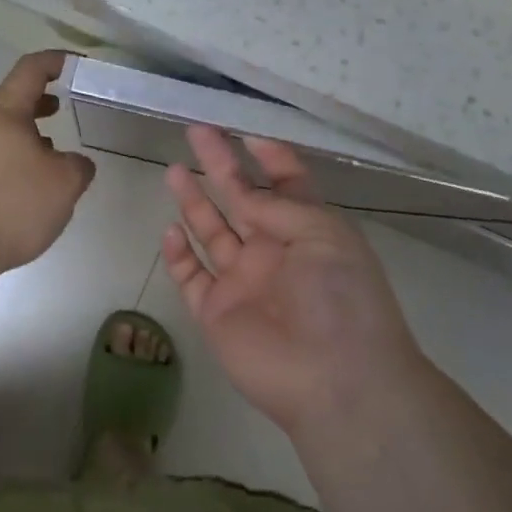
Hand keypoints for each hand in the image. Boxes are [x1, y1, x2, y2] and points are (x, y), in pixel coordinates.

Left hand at [0, 51, 95, 277]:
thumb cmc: (12, 205)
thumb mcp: (64, 184)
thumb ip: (79, 166)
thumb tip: (74, 163)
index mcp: (4, 111)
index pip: (32, 68)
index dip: (58, 61)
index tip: (81, 65)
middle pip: (14, 98)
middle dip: (44, 99)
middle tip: (68, 106)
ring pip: (3, 128)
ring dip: (30, 132)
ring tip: (54, 151)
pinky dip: (15, 155)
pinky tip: (29, 183)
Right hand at [161, 125, 425, 436]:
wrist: (335, 379)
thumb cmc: (340, 296)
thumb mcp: (322, 233)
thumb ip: (276, 205)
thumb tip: (244, 190)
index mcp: (307, 229)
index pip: (285, 184)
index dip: (269, 157)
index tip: (247, 133)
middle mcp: (273, 250)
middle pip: (241, 198)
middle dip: (220, 164)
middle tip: (197, 131)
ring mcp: (242, 281)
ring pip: (211, 232)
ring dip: (193, 202)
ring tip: (175, 170)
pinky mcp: (216, 312)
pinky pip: (191, 277)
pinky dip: (178, 255)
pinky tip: (170, 230)